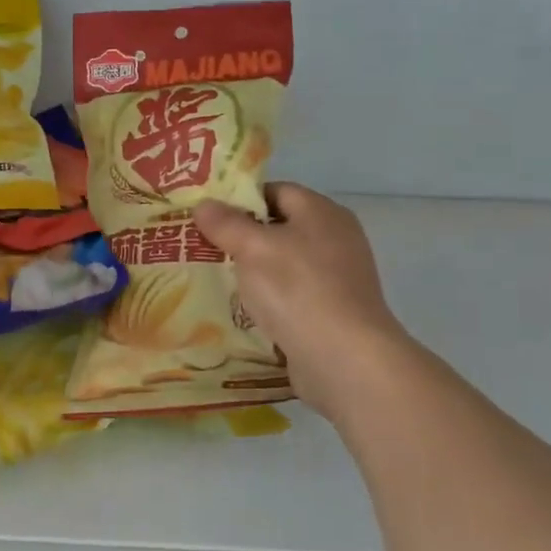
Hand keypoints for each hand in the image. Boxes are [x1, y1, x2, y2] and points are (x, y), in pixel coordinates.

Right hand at [193, 183, 410, 420]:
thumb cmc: (297, 289)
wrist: (345, 359)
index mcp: (322, 212)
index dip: (241, 200)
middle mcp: (336, 238)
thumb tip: (204, 204)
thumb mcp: (252, 249)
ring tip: (217, 279)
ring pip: (285, 263)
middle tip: (204, 247)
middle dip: (243, 237)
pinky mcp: (334, 311)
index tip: (208, 216)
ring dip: (254, 271)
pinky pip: (294, 294)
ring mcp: (339, 277)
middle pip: (281, 227)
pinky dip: (271, 298)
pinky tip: (245, 310)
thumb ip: (226, 224)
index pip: (276, 191)